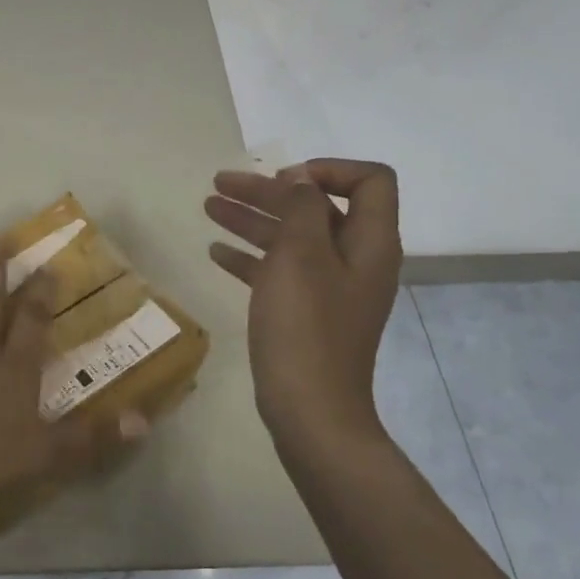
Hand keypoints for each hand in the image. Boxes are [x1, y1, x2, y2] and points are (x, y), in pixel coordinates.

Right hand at [204, 159, 402, 445]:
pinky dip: (251, 256)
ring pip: (291, 239)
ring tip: (210, 207)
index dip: (329, 169)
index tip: (283, 177)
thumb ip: (301, 208)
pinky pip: (279, 271)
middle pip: (317, 208)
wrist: (309, 409)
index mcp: (370, 242)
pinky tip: (216, 252)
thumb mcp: (301, 256)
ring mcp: (331, 289)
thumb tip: (301, 180)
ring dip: (252, 219)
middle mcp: (355, 260)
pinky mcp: (306, 313)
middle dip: (269, 191)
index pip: (370, 181)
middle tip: (221, 183)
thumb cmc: (305, 326)